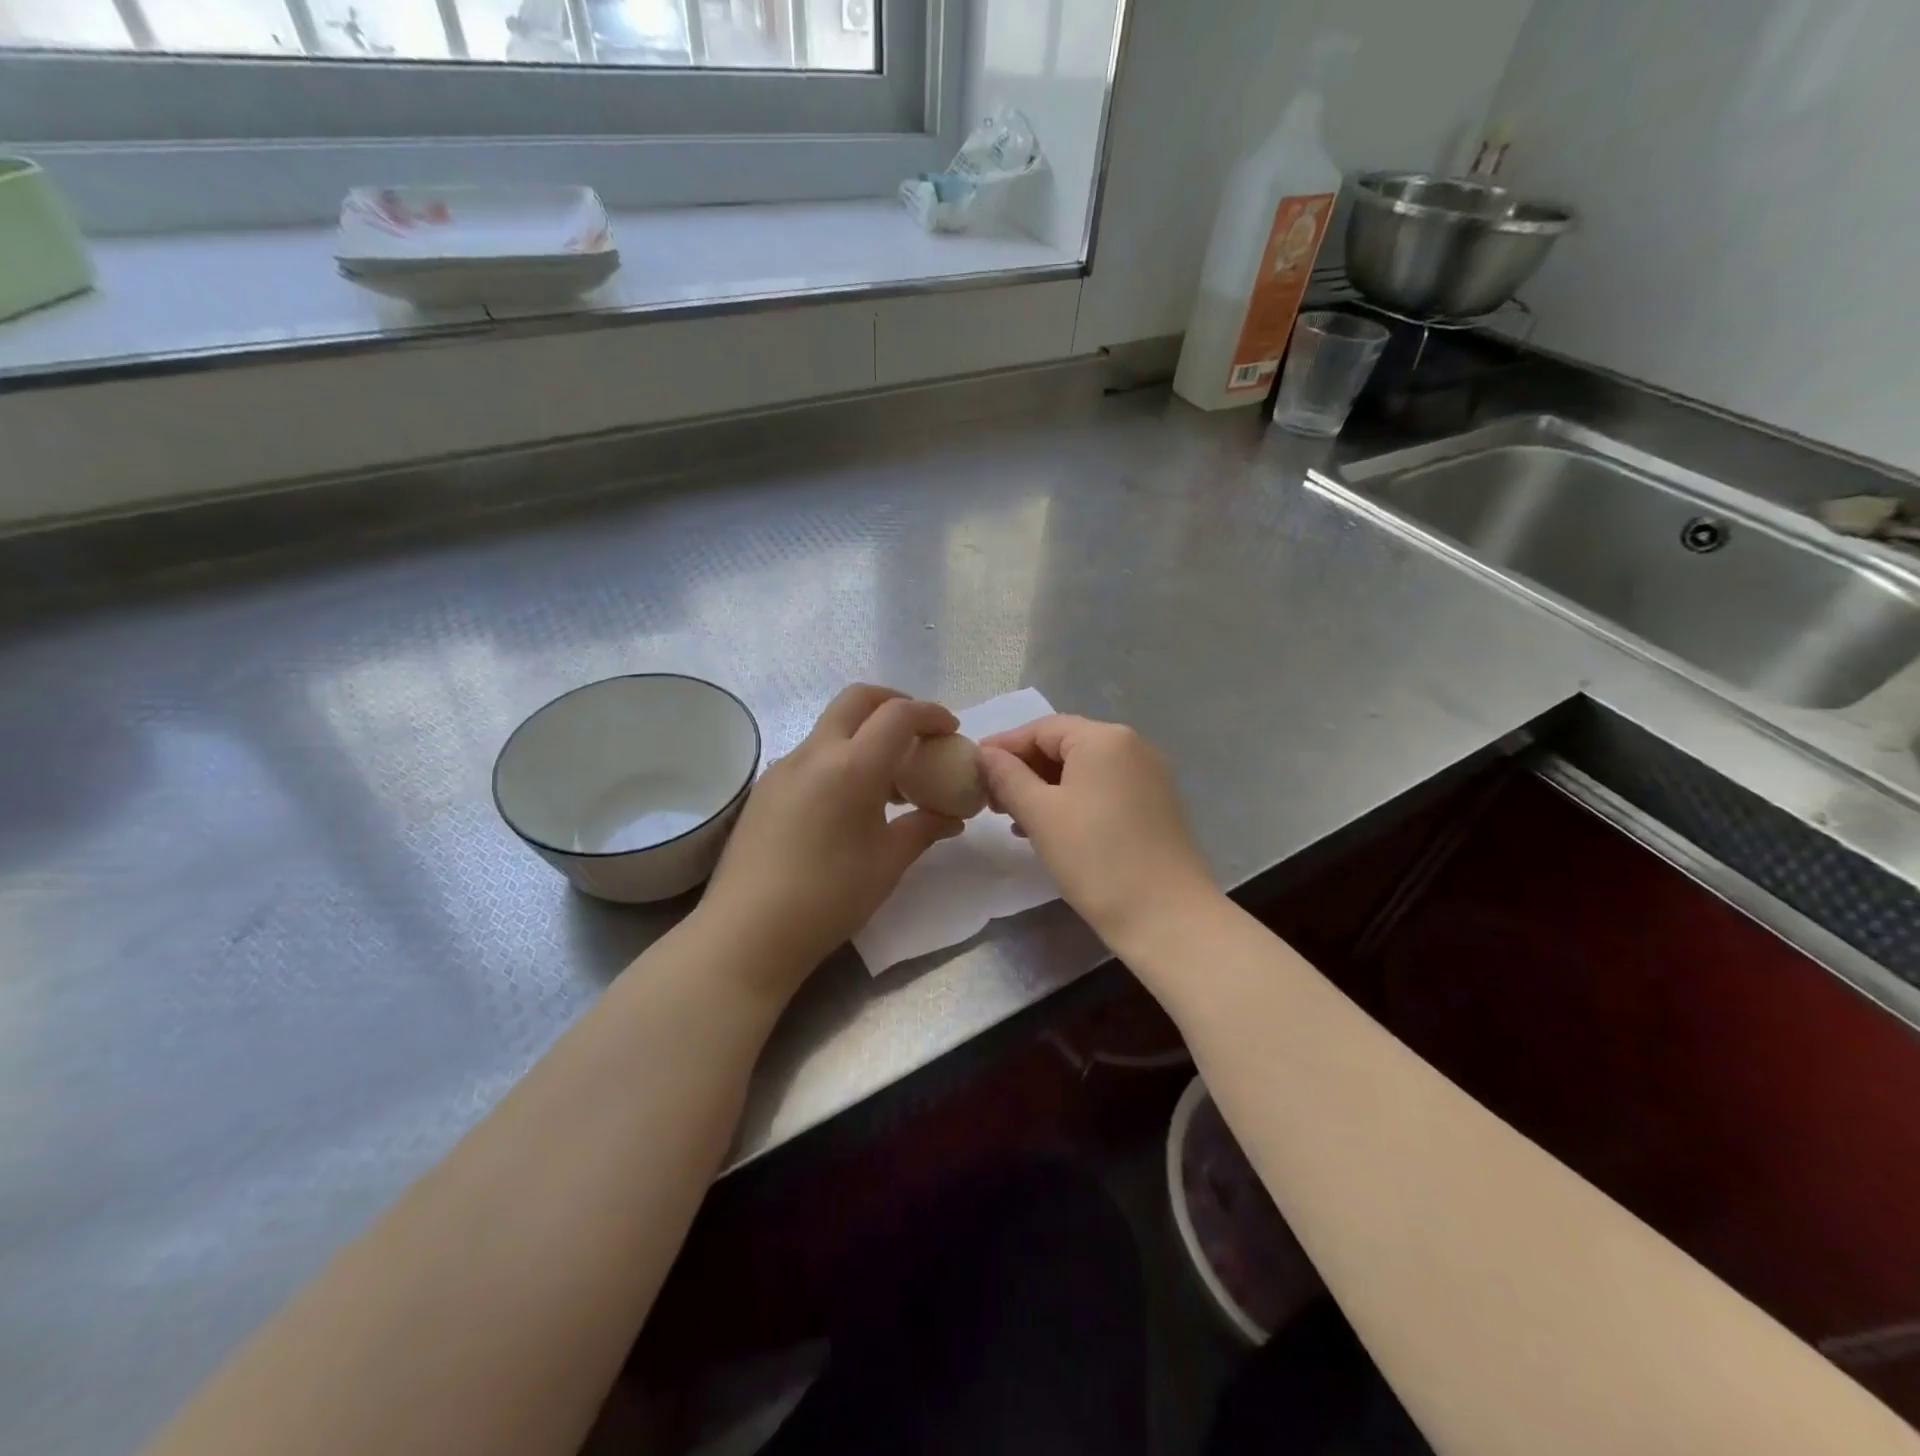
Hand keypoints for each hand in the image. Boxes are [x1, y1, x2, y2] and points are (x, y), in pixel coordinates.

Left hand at [698, 685, 965, 998]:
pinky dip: (840, 756)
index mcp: (852, 766)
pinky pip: (811, 754)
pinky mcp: (765, 788)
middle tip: (918, 732)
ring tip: (888, 775)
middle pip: (857, 699)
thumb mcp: (888, 863)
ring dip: (865, 731)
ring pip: (831, 726)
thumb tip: (951, 818)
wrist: (748, 932)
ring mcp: (784, 767)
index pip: (898, 714)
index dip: (931, 714)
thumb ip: (924, 828)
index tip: (951, 730)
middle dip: (894, 703)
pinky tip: (849, 799)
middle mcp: (815, 753)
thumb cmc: (830, 897)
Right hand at [978, 715, 1216, 948]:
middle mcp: (1132, 746)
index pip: (1042, 728)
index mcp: (1104, 738)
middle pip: (1064, 745)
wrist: (1166, 916)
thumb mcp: (1040, 814)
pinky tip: (1049, 828)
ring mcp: (1148, 776)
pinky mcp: (1154, 805)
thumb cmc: (1095, 857)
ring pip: (1083, 770)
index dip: (1004, 746)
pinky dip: (1071, 801)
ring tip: (1013, 817)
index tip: (972, 768)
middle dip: (1024, 769)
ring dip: (1044, 788)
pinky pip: (1102, 789)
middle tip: (990, 798)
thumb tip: (985, 754)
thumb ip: (1008, 776)